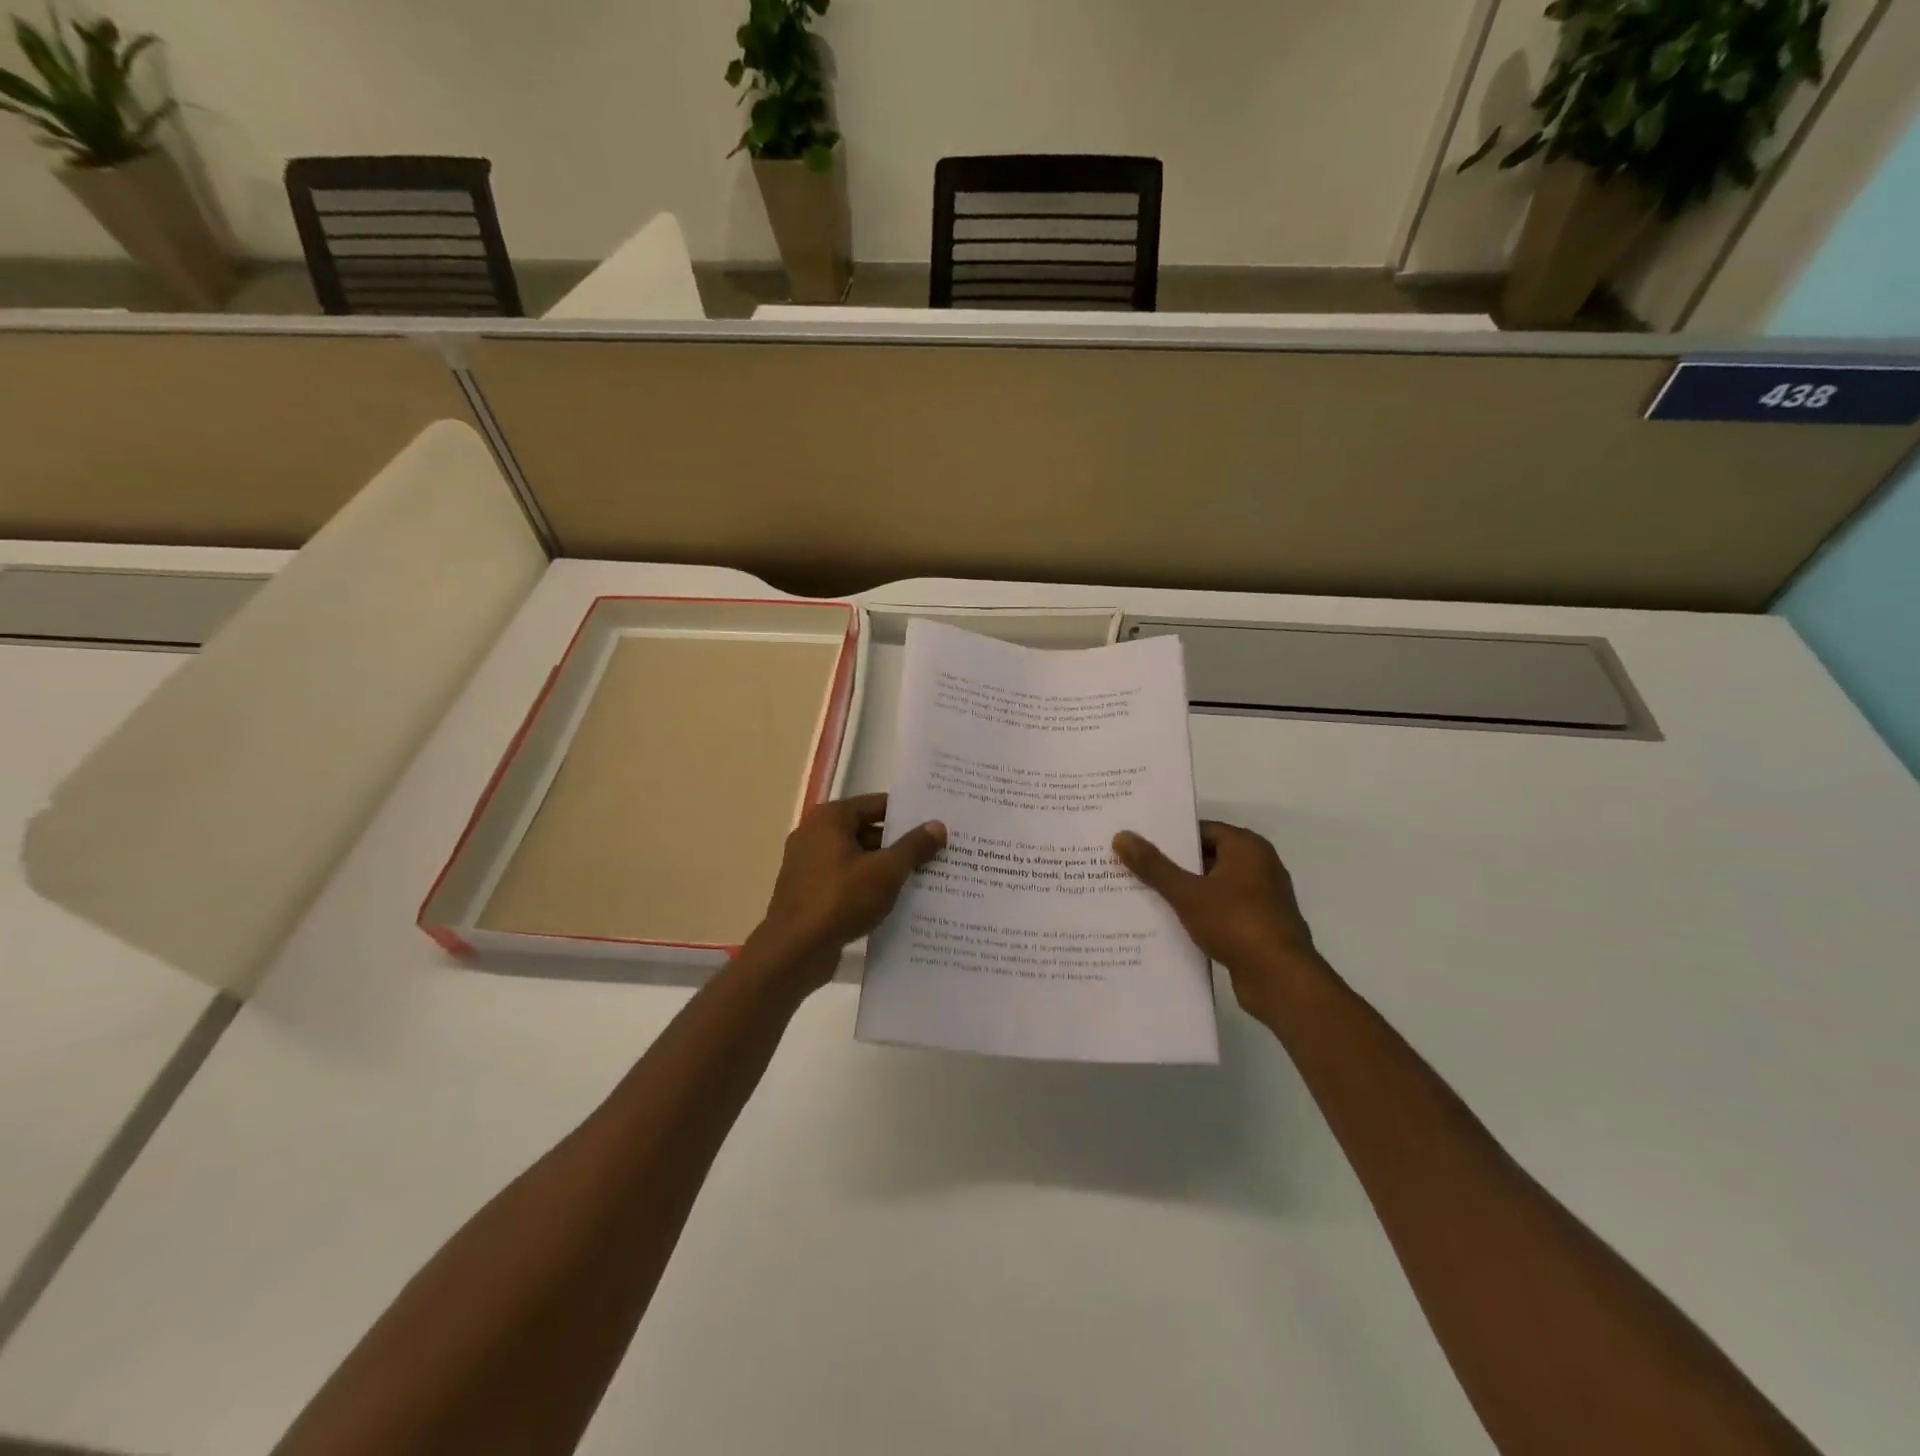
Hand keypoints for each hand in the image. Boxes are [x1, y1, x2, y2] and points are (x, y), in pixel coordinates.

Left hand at [750, 794, 946, 988]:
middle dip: (900, 844)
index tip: (935, 824)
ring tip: (925, 878)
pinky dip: (868, 887)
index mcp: (830, 819)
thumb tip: (938, 826)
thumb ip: (913, 846)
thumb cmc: (841, 900)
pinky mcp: (809, 893)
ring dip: (886, 869)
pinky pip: (846, 881)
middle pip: (867, 831)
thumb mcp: (886, 871)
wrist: (794, 952)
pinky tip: (895, 902)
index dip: (908, 814)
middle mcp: (815, 835)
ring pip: (858, 859)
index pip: (877, 804)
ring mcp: (808, 865)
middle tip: (937, 853)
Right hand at [1113, 821, 1327, 1018]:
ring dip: (1183, 893)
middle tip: (1131, 868)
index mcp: (1247, 847)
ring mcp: (1261, 898)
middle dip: (1171, 865)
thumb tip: (1122, 835)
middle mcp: (1258, 866)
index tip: (1137, 843)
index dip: (1168, 836)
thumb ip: (1154, 865)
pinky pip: (1220, 911)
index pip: (1200, 830)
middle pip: (1205, 857)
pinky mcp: (1258, 926)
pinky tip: (1168, 925)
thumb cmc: (1236, 923)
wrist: (1280, 979)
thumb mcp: (1187, 893)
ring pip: (1212, 887)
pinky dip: (1198, 914)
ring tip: (1141, 896)